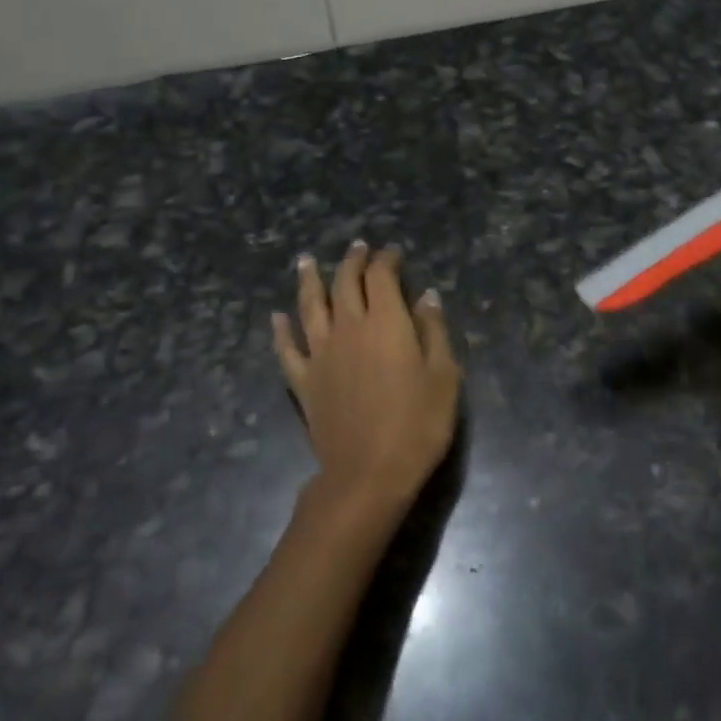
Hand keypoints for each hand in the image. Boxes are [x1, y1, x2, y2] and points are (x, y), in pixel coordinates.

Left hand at [273, 242, 459, 513]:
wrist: (368, 474)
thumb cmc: (417, 424)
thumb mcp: (444, 375)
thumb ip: (433, 330)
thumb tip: (426, 295)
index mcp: (386, 322)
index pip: (381, 277)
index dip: (387, 260)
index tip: (393, 253)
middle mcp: (349, 328)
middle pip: (345, 283)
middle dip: (353, 261)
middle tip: (357, 247)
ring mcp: (321, 354)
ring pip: (310, 306)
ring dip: (309, 280)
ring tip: (306, 260)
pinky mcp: (304, 382)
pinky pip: (287, 349)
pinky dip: (281, 330)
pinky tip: (277, 317)